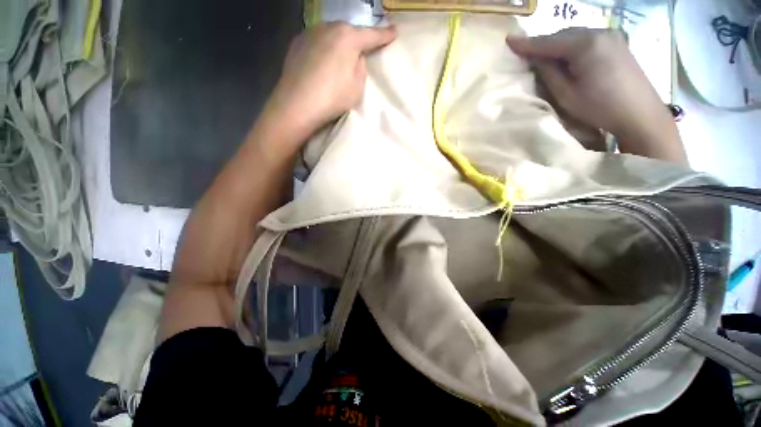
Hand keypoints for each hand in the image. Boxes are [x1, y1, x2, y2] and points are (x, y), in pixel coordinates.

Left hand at [264, 22, 396, 145]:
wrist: (297, 105)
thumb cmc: (333, 97)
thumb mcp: (357, 86)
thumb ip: (361, 66)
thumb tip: (356, 57)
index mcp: (348, 37)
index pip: (372, 35)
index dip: (385, 35)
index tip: (395, 32)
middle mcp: (328, 27)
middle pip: (349, 31)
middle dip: (357, 39)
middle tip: (363, 50)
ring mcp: (310, 33)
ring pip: (331, 34)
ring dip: (339, 43)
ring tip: (340, 58)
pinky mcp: (296, 43)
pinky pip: (317, 41)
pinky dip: (324, 48)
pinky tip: (322, 61)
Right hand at [507, 28, 685, 161]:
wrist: (640, 114)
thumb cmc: (599, 107)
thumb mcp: (566, 94)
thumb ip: (549, 73)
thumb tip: (536, 59)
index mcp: (585, 45)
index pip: (549, 41)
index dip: (527, 43)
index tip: (509, 41)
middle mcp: (599, 32)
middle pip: (563, 34)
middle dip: (543, 43)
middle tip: (526, 53)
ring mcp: (611, 35)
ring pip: (575, 35)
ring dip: (558, 45)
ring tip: (545, 57)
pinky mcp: (617, 42)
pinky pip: (587, 39)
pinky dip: (573, 46)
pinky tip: (567, 56)